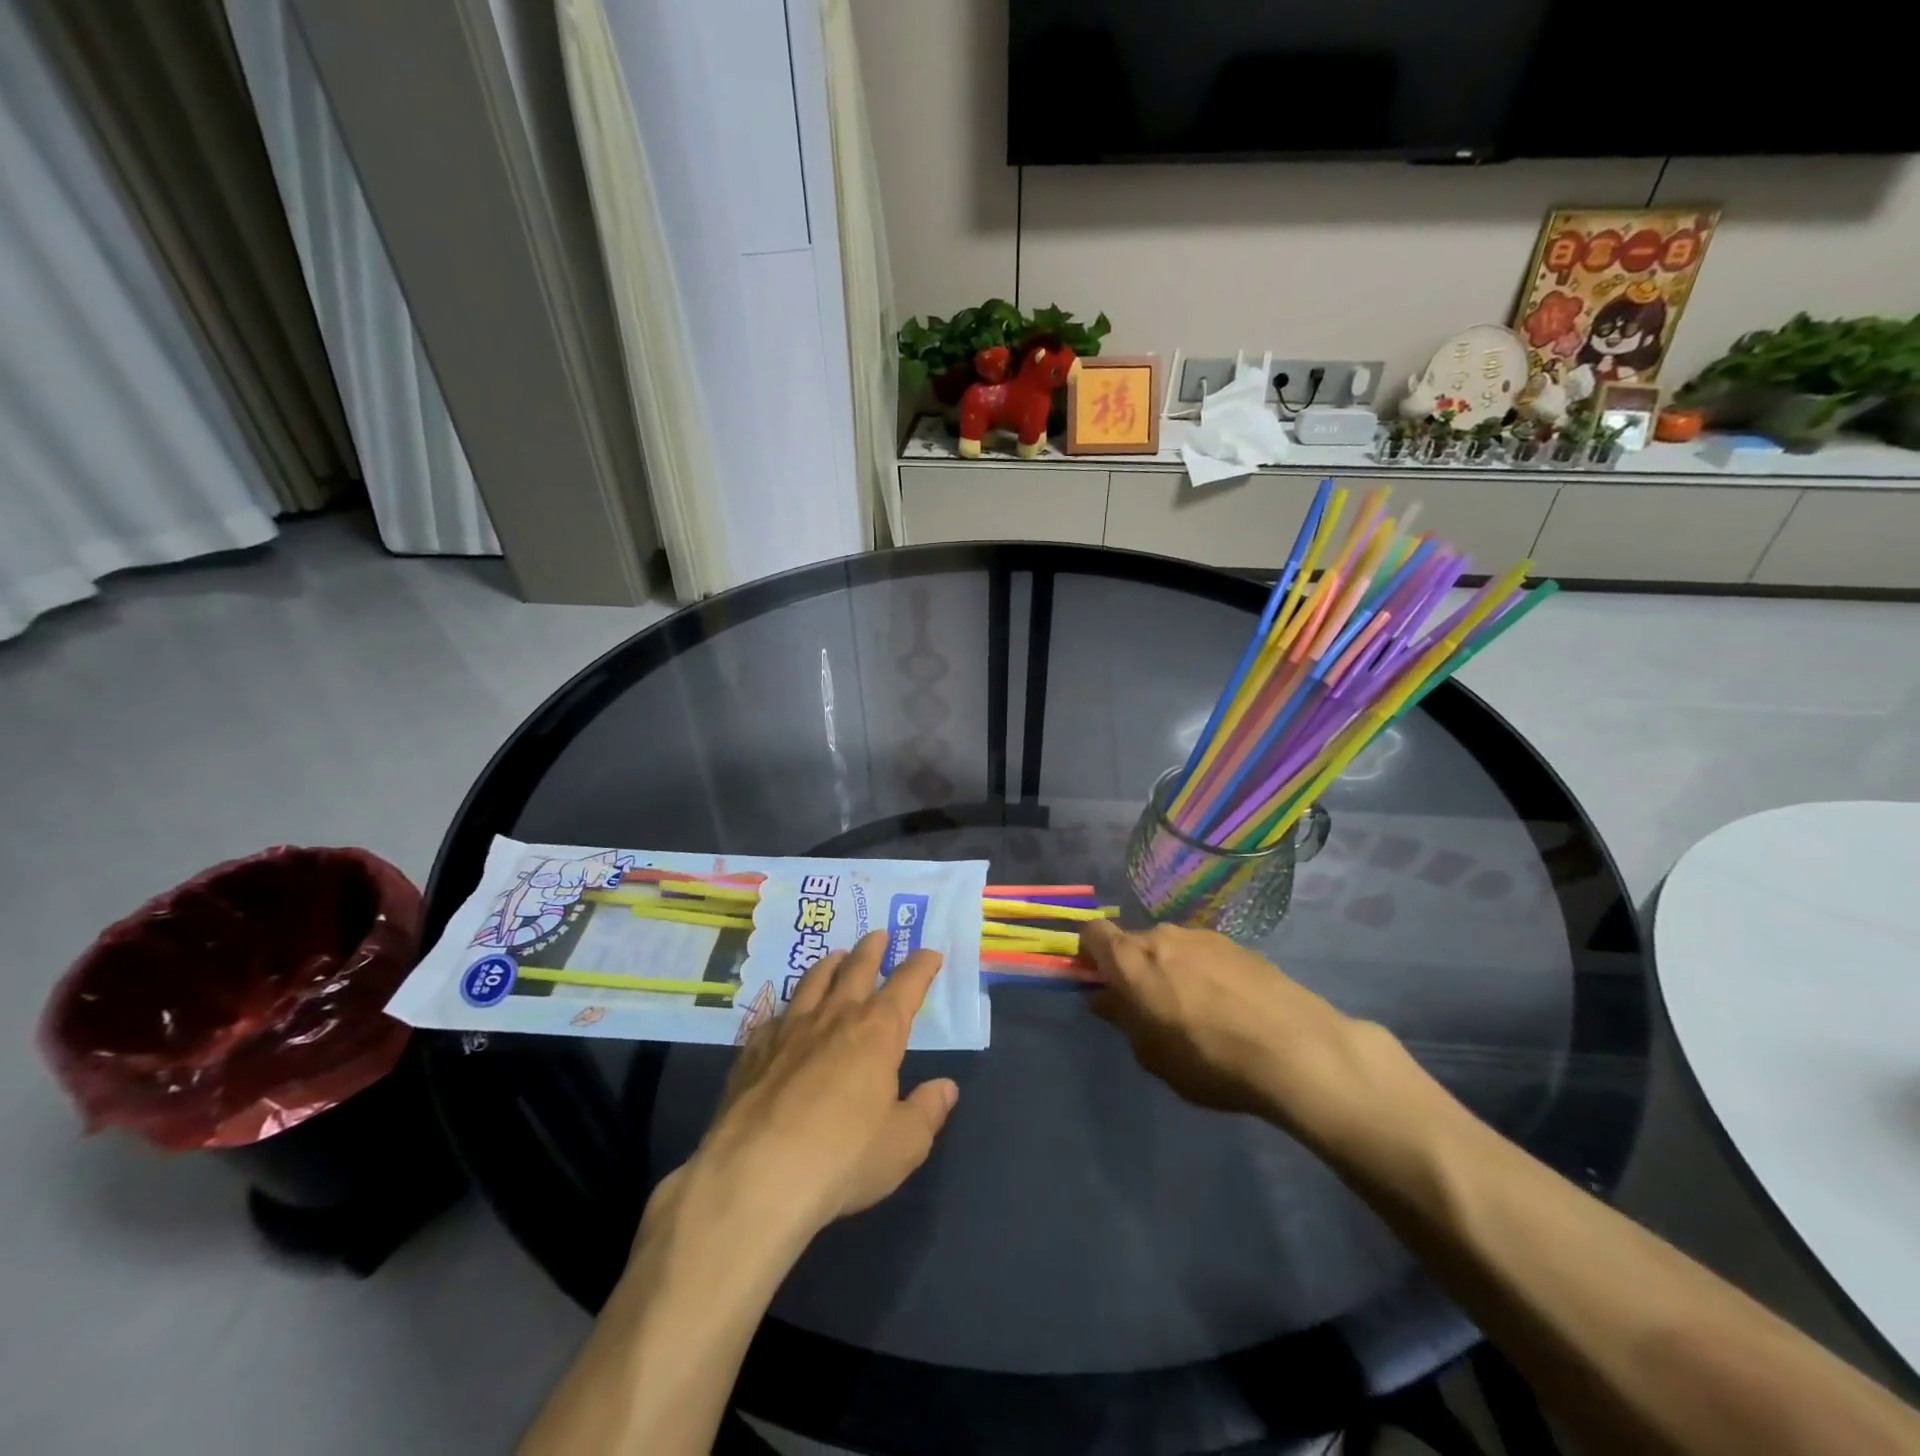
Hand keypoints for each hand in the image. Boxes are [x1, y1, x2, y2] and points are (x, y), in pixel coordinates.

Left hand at [682, 932, 957, 1242]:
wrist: (755, 1176)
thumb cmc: (842, 1159)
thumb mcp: (903, 1145)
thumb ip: (927, 1112)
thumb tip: (946, 1087)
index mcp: (877, 1032)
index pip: (906, 985)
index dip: (921, 966)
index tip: (930, 954)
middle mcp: (834, 1018)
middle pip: (856, 969)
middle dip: (872, 950)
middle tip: (879, 934)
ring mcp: (788, 1031)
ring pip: (812, 982)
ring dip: (829, 965)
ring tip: (836, 956)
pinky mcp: (752, 1052)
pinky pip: (774, 1018)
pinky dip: (786, 1010)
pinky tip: (783, 1016)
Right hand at [1081, 919, 1400, 1149]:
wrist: (1296, 1049)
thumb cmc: (1209, 1060)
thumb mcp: (1152, 1055)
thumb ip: (1122, 1019)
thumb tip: (1103, 997)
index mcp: (1132, 959)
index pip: (1093, 933)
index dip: (1089, 955)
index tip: (1098, 983)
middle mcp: (1163, 936)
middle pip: (1133, 941)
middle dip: (1132, 967)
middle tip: (1148, 1007)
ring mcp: (1204, 936)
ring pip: (1171, 946)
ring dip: (1170, 968)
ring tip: (1195, 1010)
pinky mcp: (1239, 946)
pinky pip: (1204, 953)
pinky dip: (1203, 972)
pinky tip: (1228, 1007)